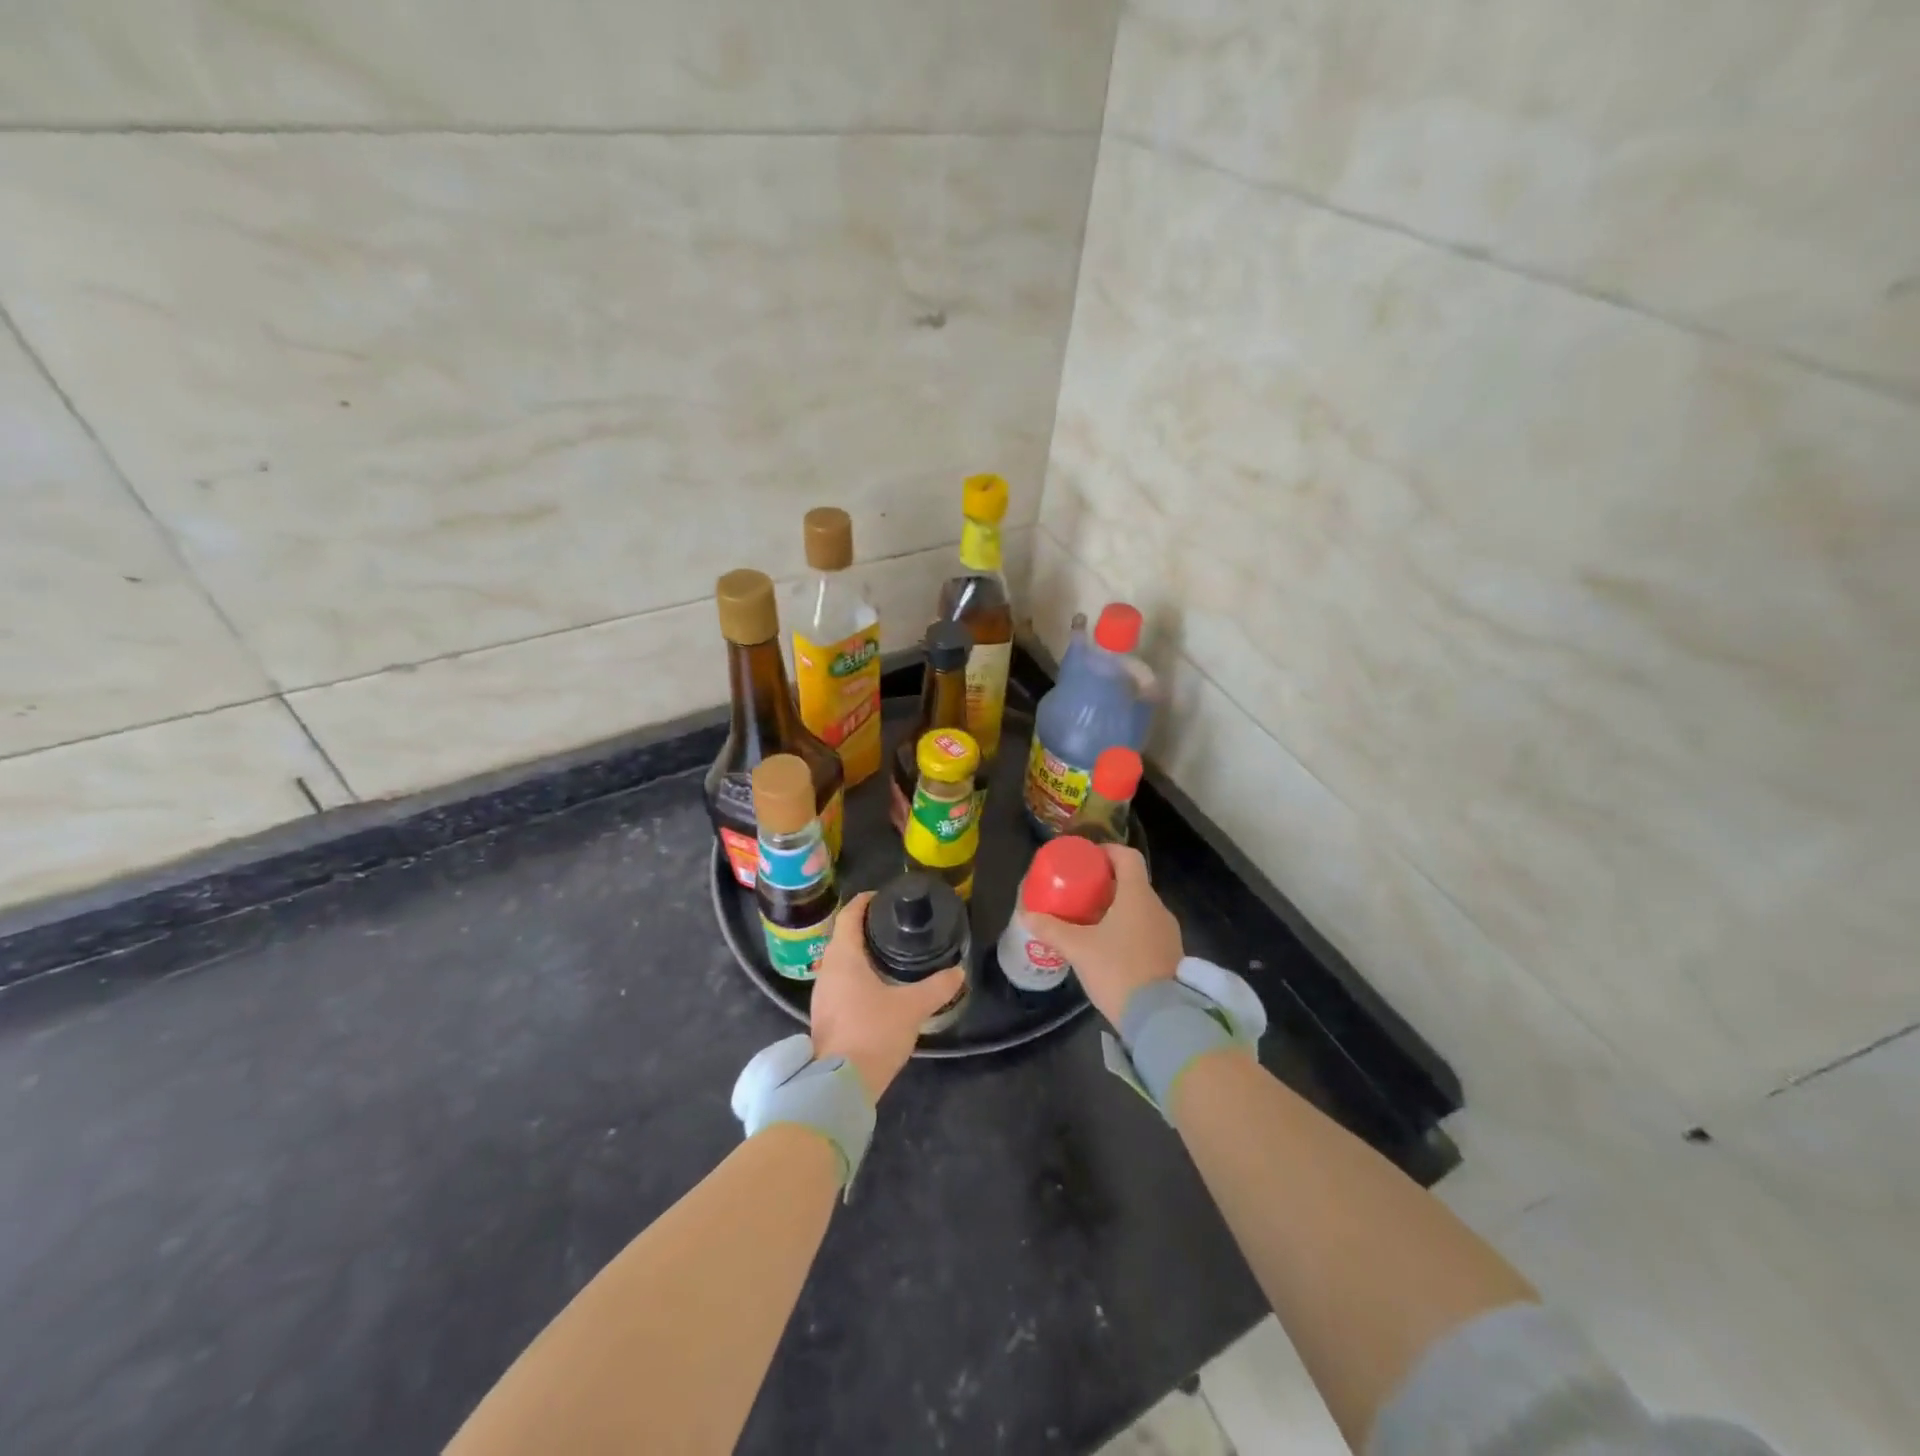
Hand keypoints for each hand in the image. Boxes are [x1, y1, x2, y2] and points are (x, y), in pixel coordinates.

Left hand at [810, 892, 965, 1100]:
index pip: (849, 915)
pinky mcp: (825, 1015)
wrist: (840, 1086)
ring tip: (890, 954)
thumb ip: (937, 987)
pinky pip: (841, 983)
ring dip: (861, 953)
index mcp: (843, 957)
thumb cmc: (873, 1033)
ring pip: (841, 962)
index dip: (865, 901)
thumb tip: (958, 972)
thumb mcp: (912, 1007)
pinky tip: (878, 987)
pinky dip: (857, 975)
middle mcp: (827, 970)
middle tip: (894, 925)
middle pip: (844, 937)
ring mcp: (822, 995)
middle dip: (866, 928)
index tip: (884, 896)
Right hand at [1023, 845, 1181, 1025]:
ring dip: (1118, 909)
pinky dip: (1129, 930)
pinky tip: (1109, 948)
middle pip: (1133, 884)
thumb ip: (1052, 930)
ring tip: (1091, 922)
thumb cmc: (1118, 971)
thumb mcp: (1078, 949)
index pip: (1128, 857)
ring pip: (1141, 909)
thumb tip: (1027, 915)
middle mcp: (1158, 908)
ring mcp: (1168, 933)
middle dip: (1107, 885)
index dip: (1108, 851)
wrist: (1160, 1018)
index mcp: (1138, 897)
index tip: (1088, 859)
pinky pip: (1148, 931)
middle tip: (1081, 893)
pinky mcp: (1171, 956)